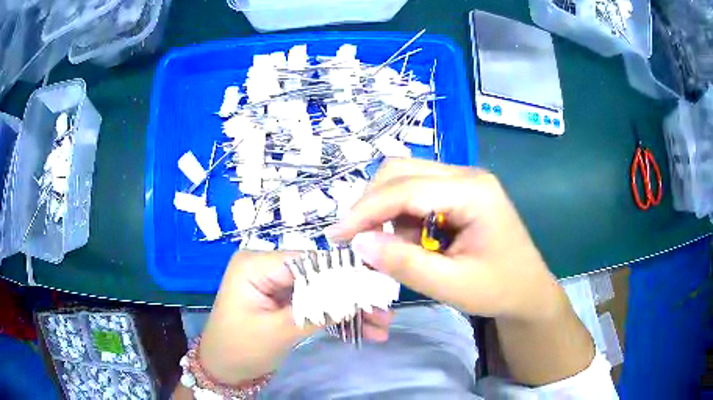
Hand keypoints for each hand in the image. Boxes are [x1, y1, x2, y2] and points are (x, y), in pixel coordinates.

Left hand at [199, 251, 392, 384]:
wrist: (222, 370)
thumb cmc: (239, 348)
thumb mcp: (278, 332)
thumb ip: (317, 313)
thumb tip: (358, 296)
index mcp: (256, 264)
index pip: (308, 260)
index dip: (344, 272)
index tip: (379, 285)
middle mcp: (266, 267)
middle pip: (318, 276)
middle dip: (351, 296)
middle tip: (385, 311)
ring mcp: (276, 285)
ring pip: (321, 292)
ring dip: (349, 310)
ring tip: (381, 326)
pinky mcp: (283, 302)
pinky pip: (314, 305)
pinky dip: (335, 318)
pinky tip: (363, 331)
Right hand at [326, 159, 562, 322]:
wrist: (528, 291)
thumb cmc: (498, 289)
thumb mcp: (451, 285)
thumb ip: (404, 264)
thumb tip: (359, 243)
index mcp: (473, 192)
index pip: (405, 189)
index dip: (365, 211)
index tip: (337, 236)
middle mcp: (467, 175)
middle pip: (402, 171)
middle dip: (371, 203)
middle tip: (356, 239)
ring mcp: (463, 181)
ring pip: (405, 178)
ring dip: (385, 209)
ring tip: (385, 246)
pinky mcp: (459, 192)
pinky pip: (417, 192)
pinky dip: (400, 215)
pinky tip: (406, 241)